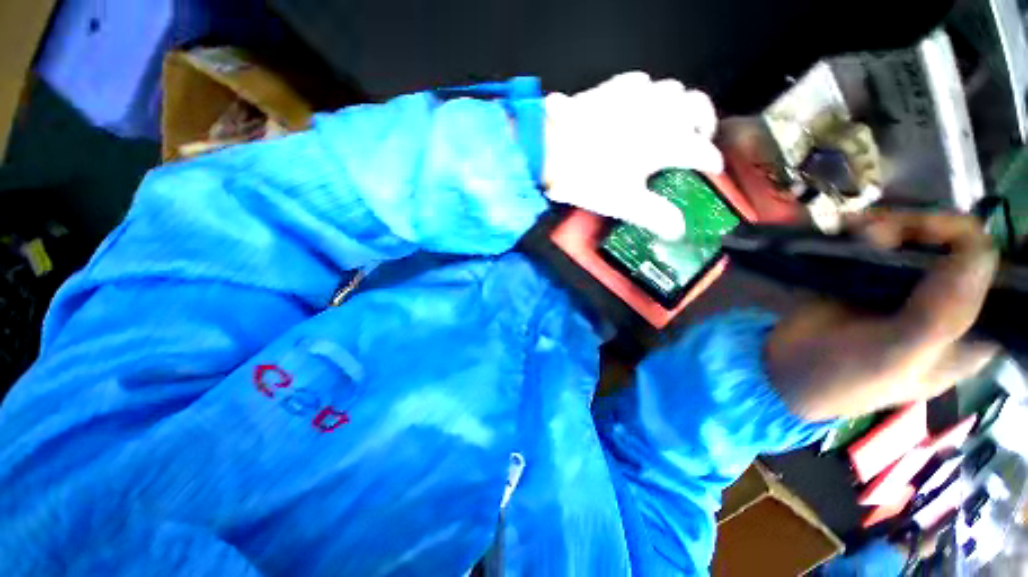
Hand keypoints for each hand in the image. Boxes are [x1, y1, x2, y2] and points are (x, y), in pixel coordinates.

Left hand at [543, 72, 723, 239]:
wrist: (549, 149)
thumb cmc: (589, 178)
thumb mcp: (623, 203)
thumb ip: (655, 215)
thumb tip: (677, 231)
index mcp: (668, 141)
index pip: (702, 151)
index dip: (711, 162)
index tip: (711, 171)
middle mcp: (661, 111)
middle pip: (699, 107)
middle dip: (704, 124)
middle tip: (698, 140)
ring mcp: (637, 95)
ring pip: (673, 90)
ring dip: (678, 107)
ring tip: (669, 125)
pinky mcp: (614, 87)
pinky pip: (642, 83)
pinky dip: (648, 95)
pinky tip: (638, 106)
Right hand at [765, 211, 999, 419]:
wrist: (784, 369)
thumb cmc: (843, 377)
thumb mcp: (894, 357)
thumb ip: (939, 316)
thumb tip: (979, 252)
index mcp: (968, 332)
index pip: (992, 274)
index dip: (964, 244)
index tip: (916, 236)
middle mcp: (946, 304)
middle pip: (955, 246)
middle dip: (920, 228)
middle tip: (876, 234)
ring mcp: (907, 287)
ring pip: (920, 237)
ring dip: (890, 225)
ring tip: (853, 231)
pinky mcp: (872, 278)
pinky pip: (883, 242)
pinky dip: (866, 229)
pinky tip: (846, 230)